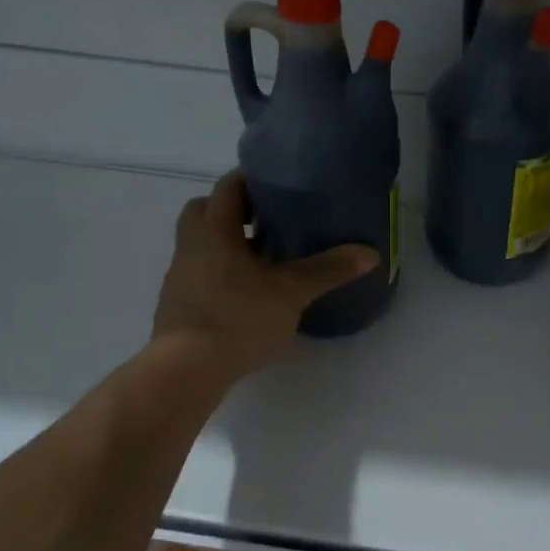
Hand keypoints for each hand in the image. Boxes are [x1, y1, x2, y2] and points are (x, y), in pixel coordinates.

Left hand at [151, 171, 378, 380]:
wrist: (186, 370)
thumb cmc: (238, 318)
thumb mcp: (291, 292)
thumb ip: (328, 270)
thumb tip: (370, 253)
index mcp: (214, 230)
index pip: (229, 187)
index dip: (252, 180)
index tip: (279, 184)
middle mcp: (191, 245)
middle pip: (206, 210)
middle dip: (234, 210)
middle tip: (268, 220)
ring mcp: (180, 276)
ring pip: (201, 244)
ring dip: (228, 243)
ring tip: (264, 258)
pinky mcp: (179, 304)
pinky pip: (201, 272)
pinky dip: (222, 272)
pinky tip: (248, 293)